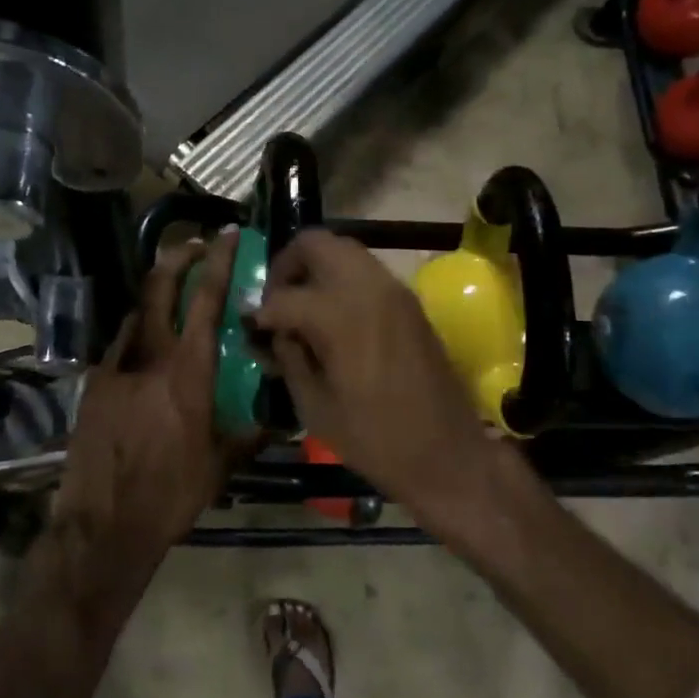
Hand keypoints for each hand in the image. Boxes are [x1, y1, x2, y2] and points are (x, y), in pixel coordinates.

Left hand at [54, 233, 245, 559]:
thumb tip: (277, 420)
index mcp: (188, 371)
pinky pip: (120, 345)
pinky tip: (147, 349)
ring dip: (156, 295)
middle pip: (159, 287)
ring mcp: (116, 367)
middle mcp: (149, 357)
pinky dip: (138, 333)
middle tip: (194, 245)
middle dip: (177, 256)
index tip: (225, 236)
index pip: (205, 300)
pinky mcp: (94, 384)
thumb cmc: (171, 494)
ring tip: (173, 296)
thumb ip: (249, 434)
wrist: (104, 523)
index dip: (217, 262)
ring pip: (136, 313)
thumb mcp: (221, 465)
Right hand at [253, 230, 498, 531]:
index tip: (251, 328)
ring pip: (345, 251)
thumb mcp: (315, 406)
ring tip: (302, 307)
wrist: (447, 454)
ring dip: (317, 268)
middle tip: (276, 300)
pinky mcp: (410, 302)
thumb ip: (288, 359)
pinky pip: (367, 271)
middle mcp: (368, 288)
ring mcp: (394, 291)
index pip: (284, 296)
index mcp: (340, 315)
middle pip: (317, 244)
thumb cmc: (375, 440)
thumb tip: (273, 335)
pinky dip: (342, 279)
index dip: (260, 312)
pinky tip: (332, 317)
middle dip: (288, 265)